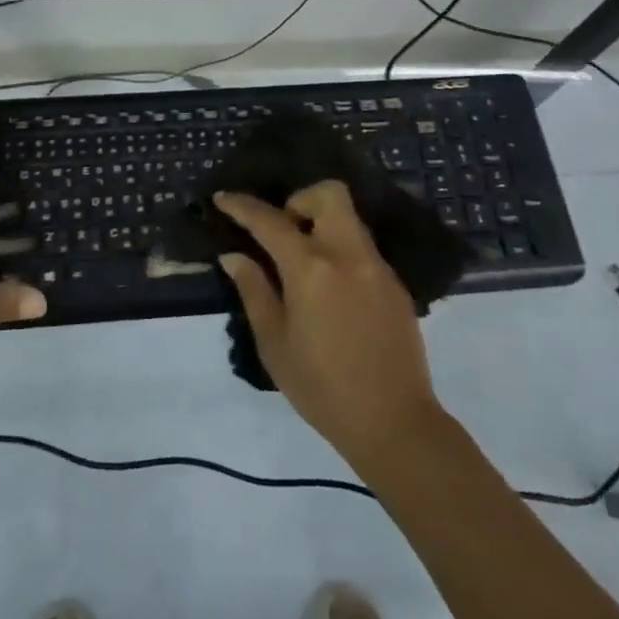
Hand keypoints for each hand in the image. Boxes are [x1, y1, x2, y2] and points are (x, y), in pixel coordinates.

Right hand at [214, 182, 445, 469]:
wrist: (395, 424)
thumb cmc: (322, 388)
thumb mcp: (275, 344)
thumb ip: (254, 291)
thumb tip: (234, 256)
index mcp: (312, 269)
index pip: (271, 221)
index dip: (243, 206)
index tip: (223, 198)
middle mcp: (347, 255)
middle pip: (329, 193)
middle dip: (300, 199)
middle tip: (283, 231)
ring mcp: (376, 267)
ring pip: (348, 218)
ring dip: (321, 223)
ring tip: (303, 261)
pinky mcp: (395, 284)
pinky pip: (362, 247)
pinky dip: (340, 250)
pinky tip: (331, 289)